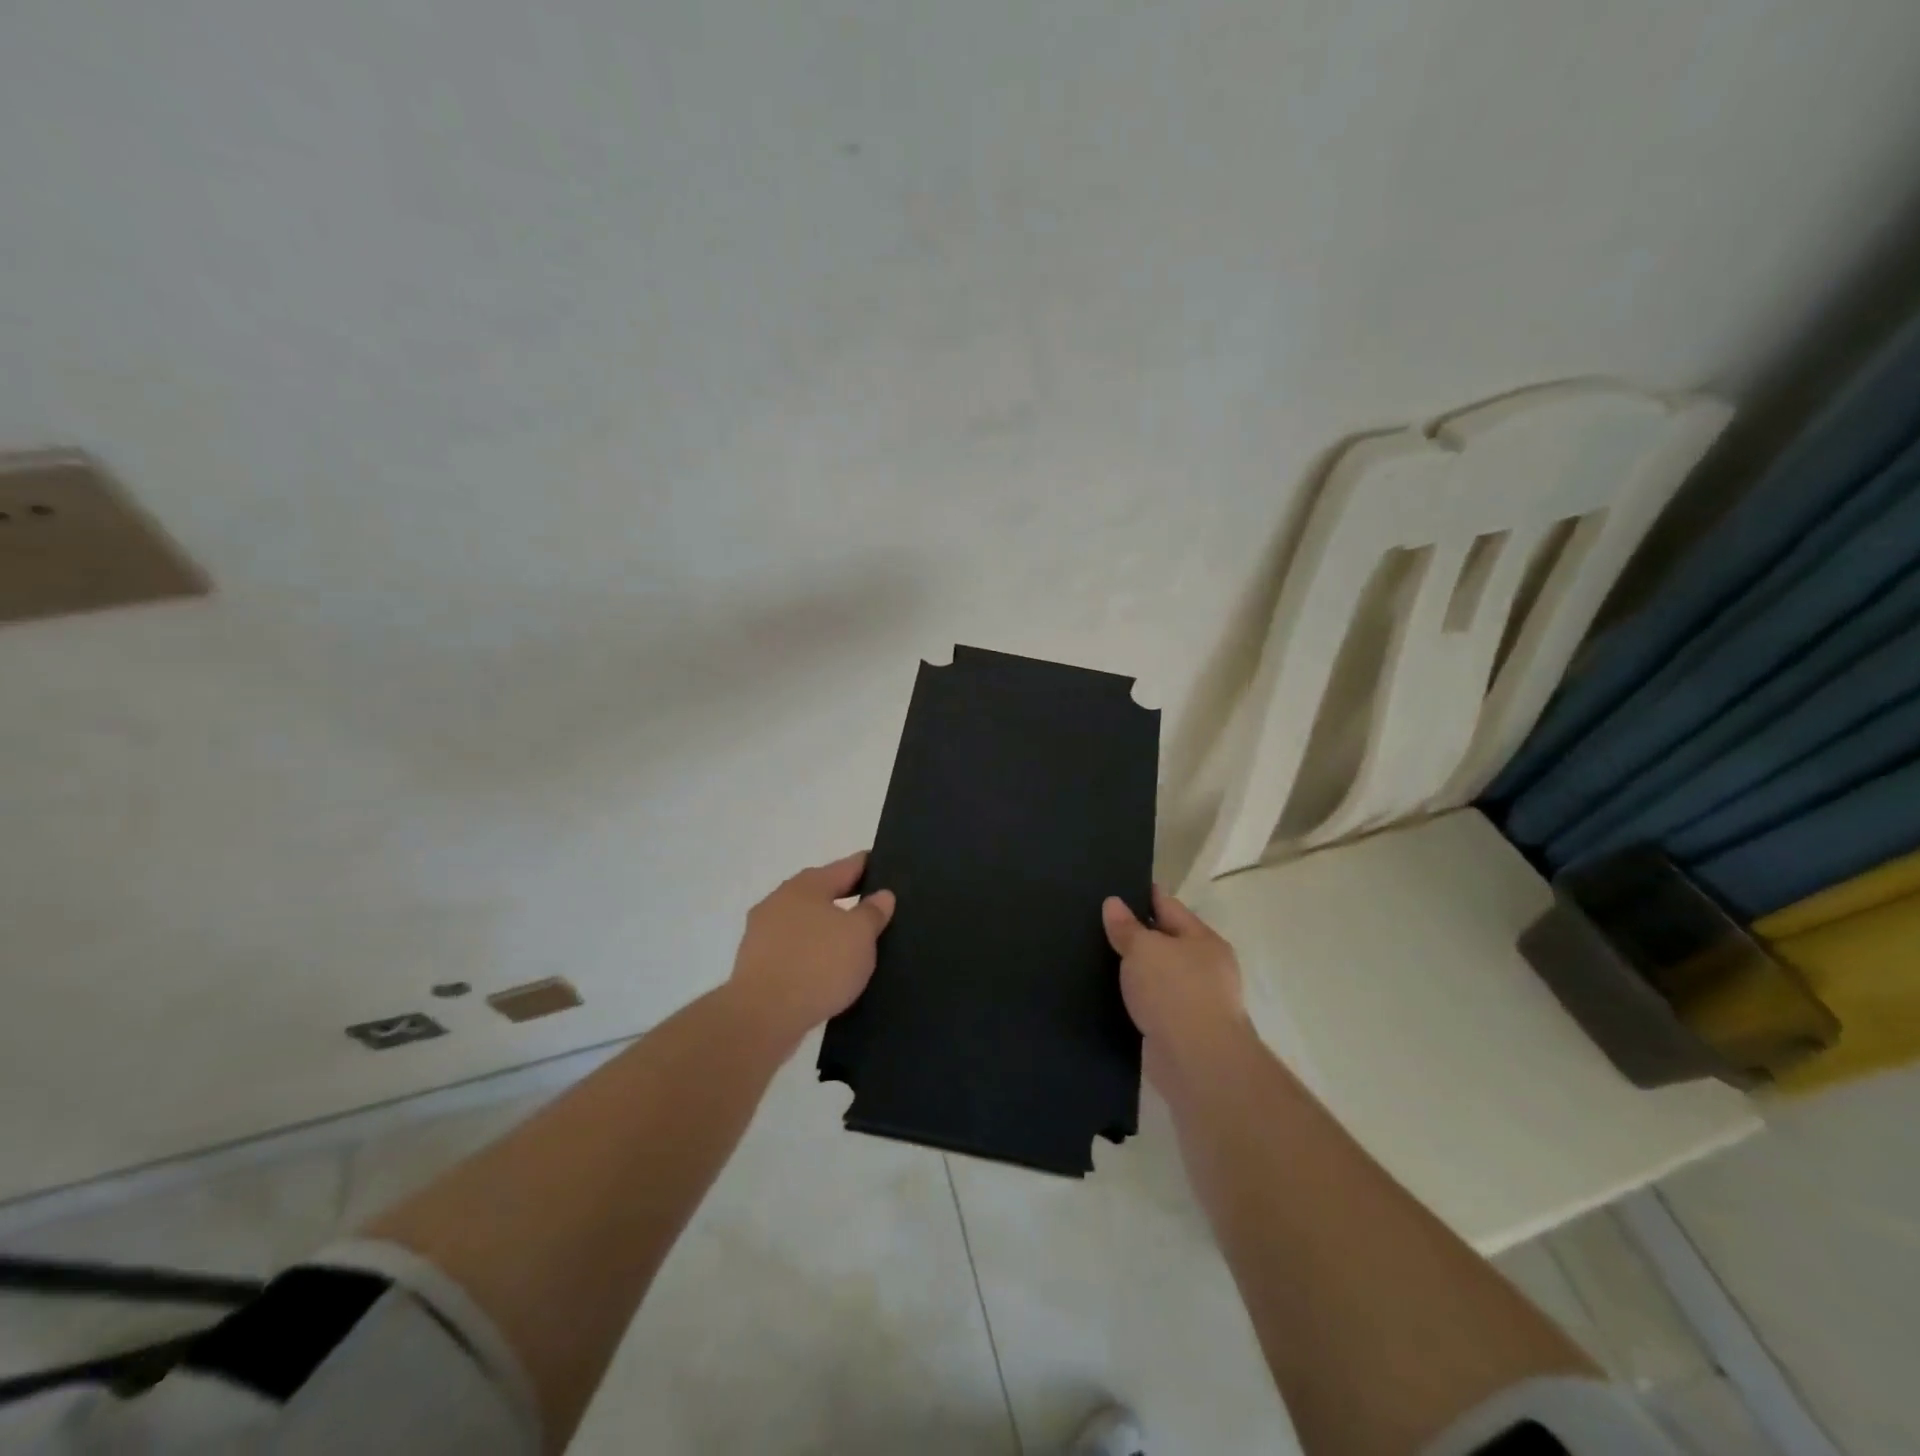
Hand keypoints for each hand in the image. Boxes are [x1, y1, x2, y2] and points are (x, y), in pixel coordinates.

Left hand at [726, 852, 895, 1048]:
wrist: (762, 1016)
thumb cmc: (818, 965)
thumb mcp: (860, 936)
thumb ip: (873, 912)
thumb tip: (882, 894)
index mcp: (807, 885)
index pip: (847, 866)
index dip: (869, 866)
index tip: (888, 868)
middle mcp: (780, 899)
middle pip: (822, 892)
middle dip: (847, 898)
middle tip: (876, 909)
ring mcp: (762, 932)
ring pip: (805, 922)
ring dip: (826, 928)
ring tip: (853, 943)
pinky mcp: (755, 962)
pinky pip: (793, 949)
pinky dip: (811, 953)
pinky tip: (826, 969)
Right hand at [1102, 886, 1249, 1090]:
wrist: (1197, 1062)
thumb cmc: (1175, 992)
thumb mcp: (1144, 949)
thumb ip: (1127, 926)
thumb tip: (1113, 903)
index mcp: (1203, 940)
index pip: (1169, 906)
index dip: (1143, 896)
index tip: (1114, 889)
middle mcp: (1204, 968)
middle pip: (1164, 942)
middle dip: (1136, 936)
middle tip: (1096, 924)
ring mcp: (1195, 1002)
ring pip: (1157, 976)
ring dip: (1134, 972)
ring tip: (1095, 959)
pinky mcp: (1180, 1032)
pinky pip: (1152, 1005)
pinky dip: (1134, 1001)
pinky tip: (1109, 996)